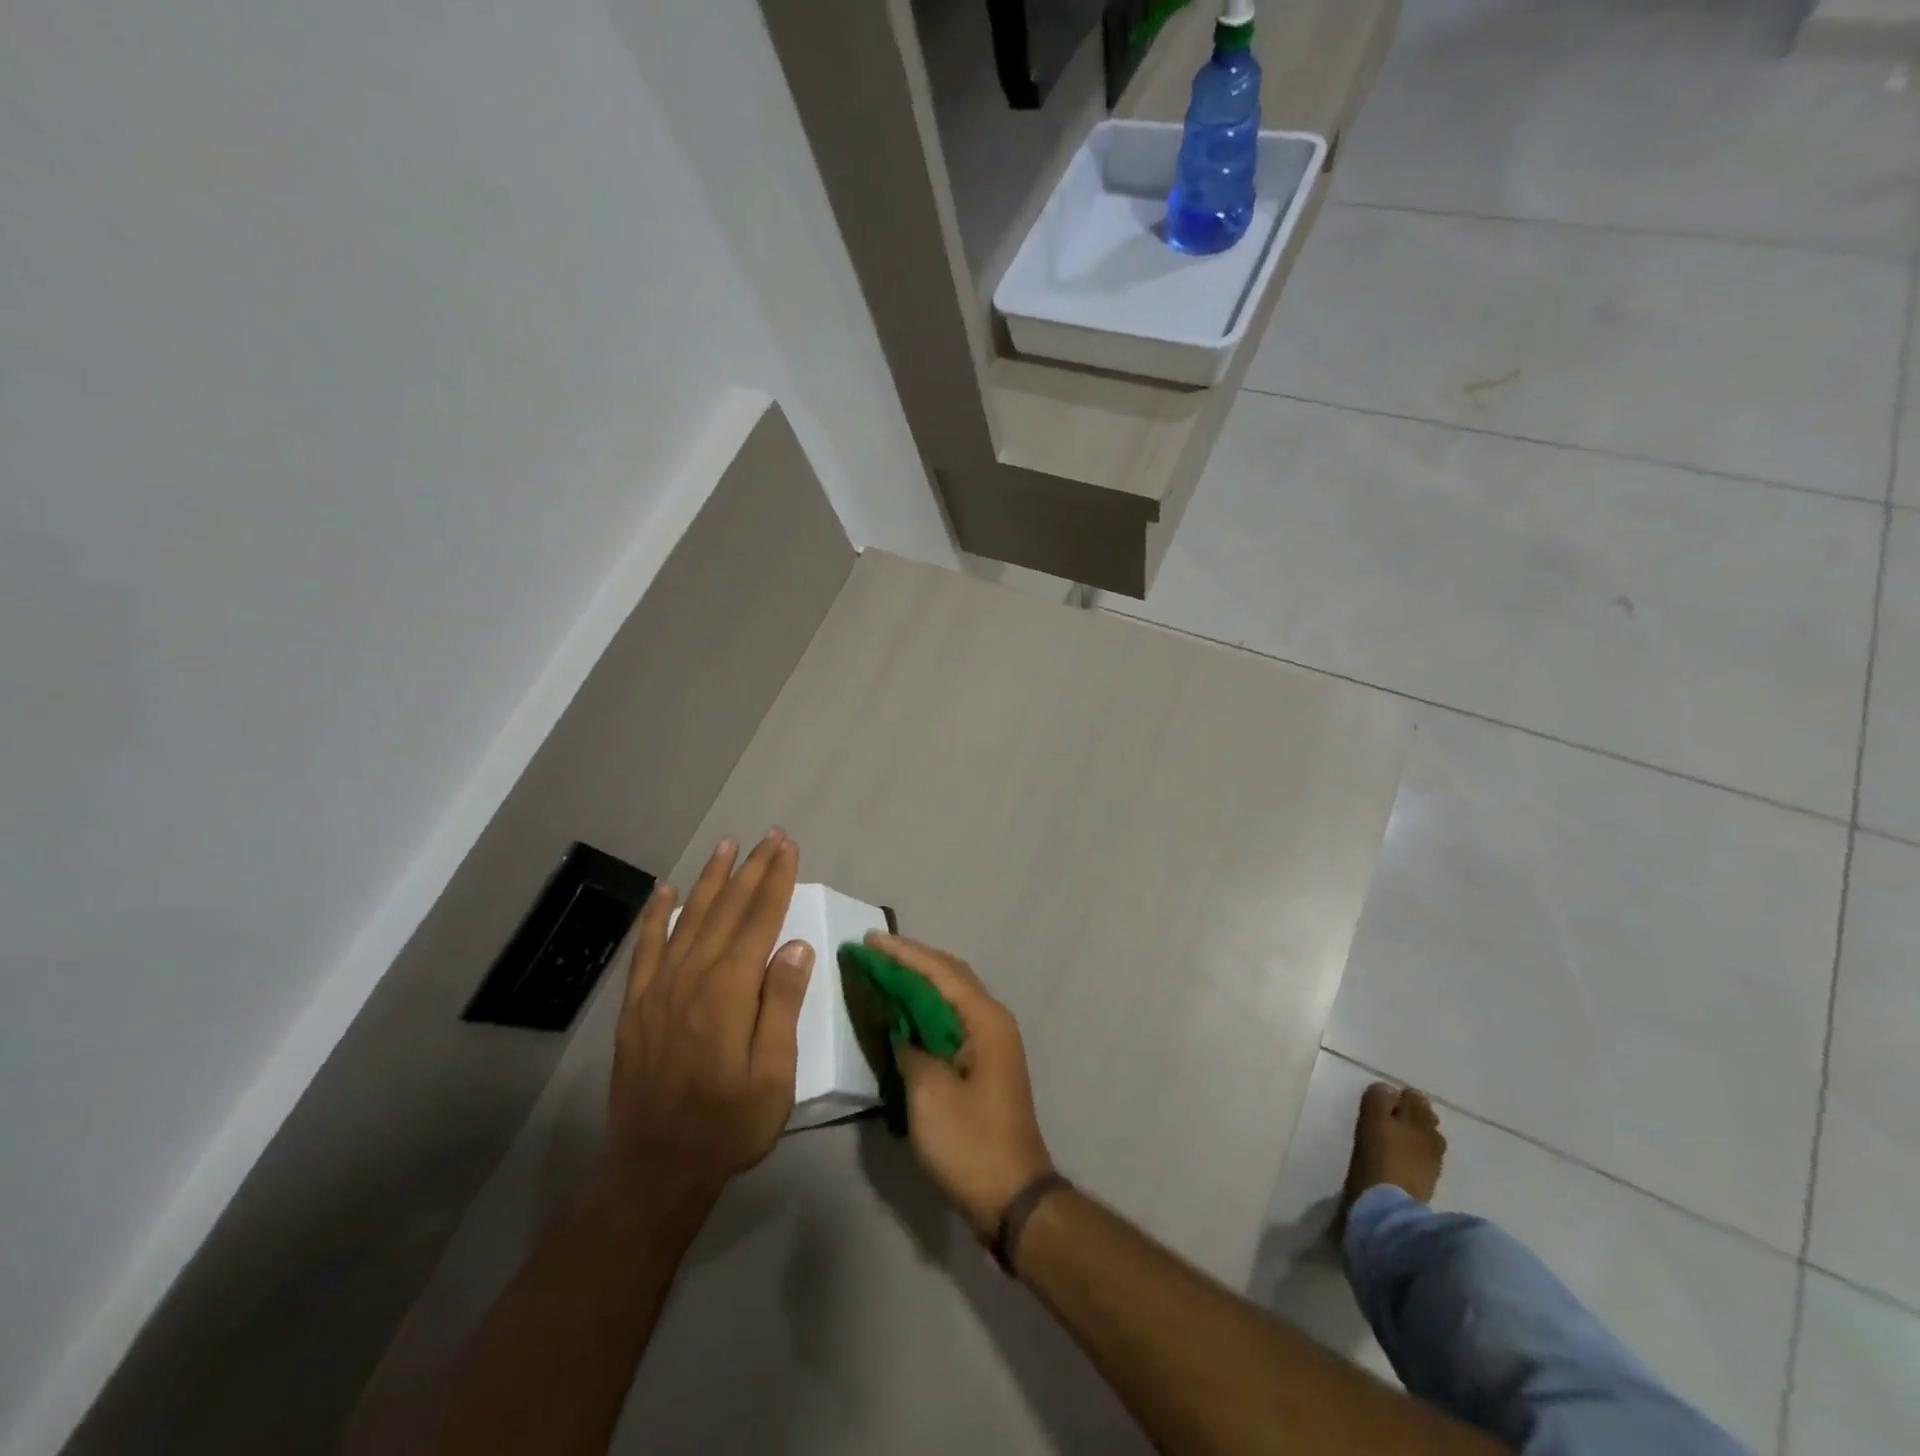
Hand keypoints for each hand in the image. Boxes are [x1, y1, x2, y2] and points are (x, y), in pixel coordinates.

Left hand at [609, 830, 813, 1199]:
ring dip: (711, 879)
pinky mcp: (637, 1005)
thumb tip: (795, 946)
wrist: (655, 1170)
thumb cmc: (728, 1126)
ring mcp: (658, 989)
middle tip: (769, 836)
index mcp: (728, 993)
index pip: (759, 921)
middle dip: (751, 869)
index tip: (788, 848)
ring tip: (727, 846)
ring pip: (689, 918)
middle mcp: (691, 978)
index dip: (775, 881)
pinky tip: (666, 891)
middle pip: (726, 910)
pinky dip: (657, 915)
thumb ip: (781, 1006)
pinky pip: (647, 948)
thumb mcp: (773, 1077)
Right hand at [868, 933, 1054, 1240]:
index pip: (940, 971)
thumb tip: (900, 1027)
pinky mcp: (985, 1063)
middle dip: (912, 960)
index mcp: (985, 1020)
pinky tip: (904, 1012)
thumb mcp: (929, 1094)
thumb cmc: (970, 1143)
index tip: (869, 940)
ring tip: (883, 972)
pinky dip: (926, 1008)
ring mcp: (992, 1041)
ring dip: (919, 982)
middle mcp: (993, 1020)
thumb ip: (910, 1048)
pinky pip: (952, 1018)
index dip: (903, 953)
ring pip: (952, 996)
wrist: (1013, 1197)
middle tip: (873, 952)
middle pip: (950, 975)